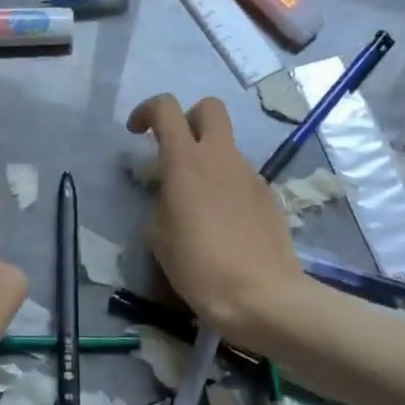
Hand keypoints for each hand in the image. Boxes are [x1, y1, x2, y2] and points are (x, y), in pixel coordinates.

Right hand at [127, 95, 304, 342]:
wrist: (262, 296)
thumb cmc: (199, 266)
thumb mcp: (158, 236)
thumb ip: (160, 202)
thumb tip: (169, 196)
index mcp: (186, 161)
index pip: (166, 108)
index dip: (146, 111)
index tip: (136, 133)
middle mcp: (221, 157)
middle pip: (209, 108)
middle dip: (188, 118)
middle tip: (174, 150)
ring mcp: (250, 175)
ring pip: (226, 146)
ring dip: (207, 159)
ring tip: (195, 203)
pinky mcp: (268, 196)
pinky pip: (240, 177)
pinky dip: (225, 186)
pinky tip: (221, 223)